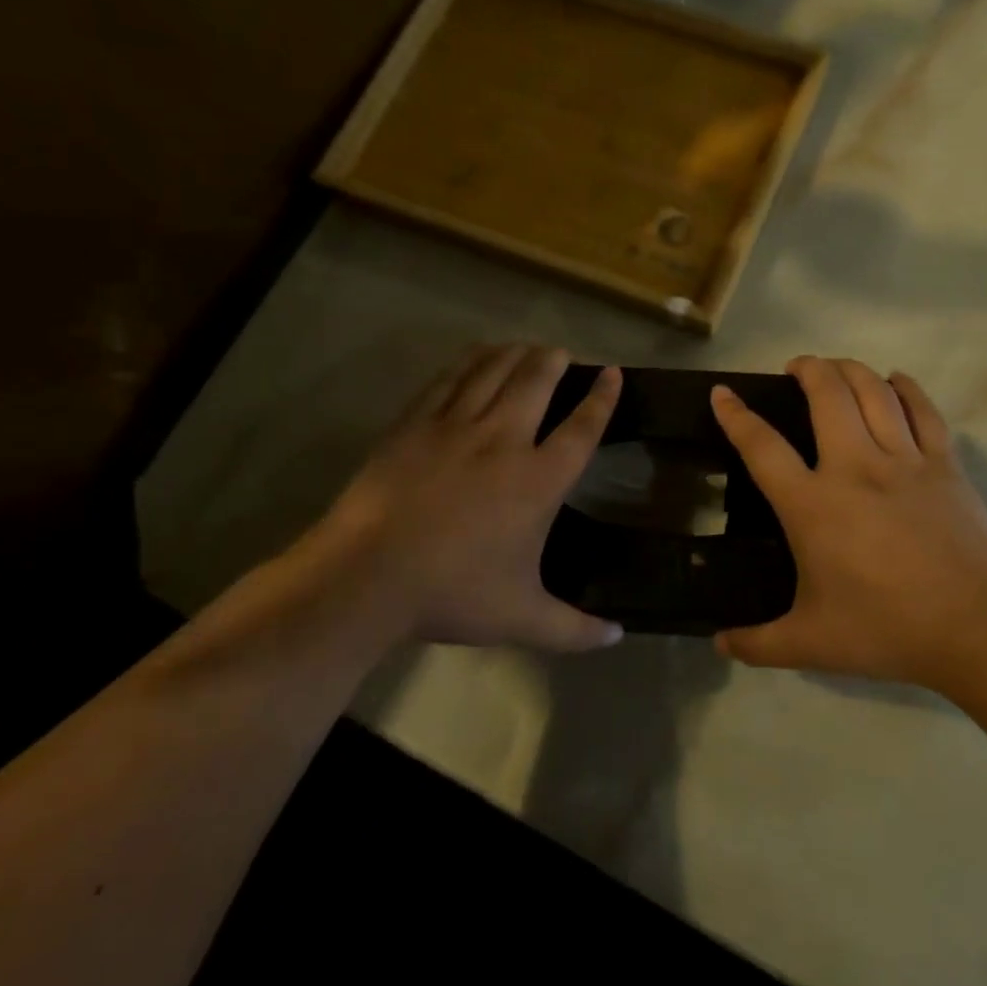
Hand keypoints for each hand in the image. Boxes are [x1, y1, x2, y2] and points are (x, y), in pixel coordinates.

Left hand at [296, 344, 623, 651]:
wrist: (368, 576)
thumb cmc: (453, 593)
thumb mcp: (523, 619)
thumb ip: (574, 628)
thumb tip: (618, 637)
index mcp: (538, 480)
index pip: (582, 428)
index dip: (602, 398)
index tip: (613, 374)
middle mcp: (504, 440)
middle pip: (537, 382)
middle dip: (555, 361)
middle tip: (563, 354)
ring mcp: (456, 426)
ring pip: (494, 371)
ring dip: (516, 354)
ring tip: (527, 347)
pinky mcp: (416, 423)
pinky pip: (450, 379)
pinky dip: (469, 362)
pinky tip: (476, 357)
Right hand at [710, 357, 986, 687]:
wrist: (976, 627)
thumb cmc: (886, 629)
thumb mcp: (811, 644)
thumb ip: (759, 643)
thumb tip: (720, 644)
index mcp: (813, 505)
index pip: (762, 446)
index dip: (736, 415)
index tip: (723, 393)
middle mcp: (854, 468)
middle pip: (827, 395)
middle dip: (807, 369)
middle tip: (796, 368)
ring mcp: (904, 461)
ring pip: (874, 392)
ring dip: (850, 369)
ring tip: (836, 367)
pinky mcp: (945, 465)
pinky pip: (924, 410)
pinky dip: (906, 388)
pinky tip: (896, 380)